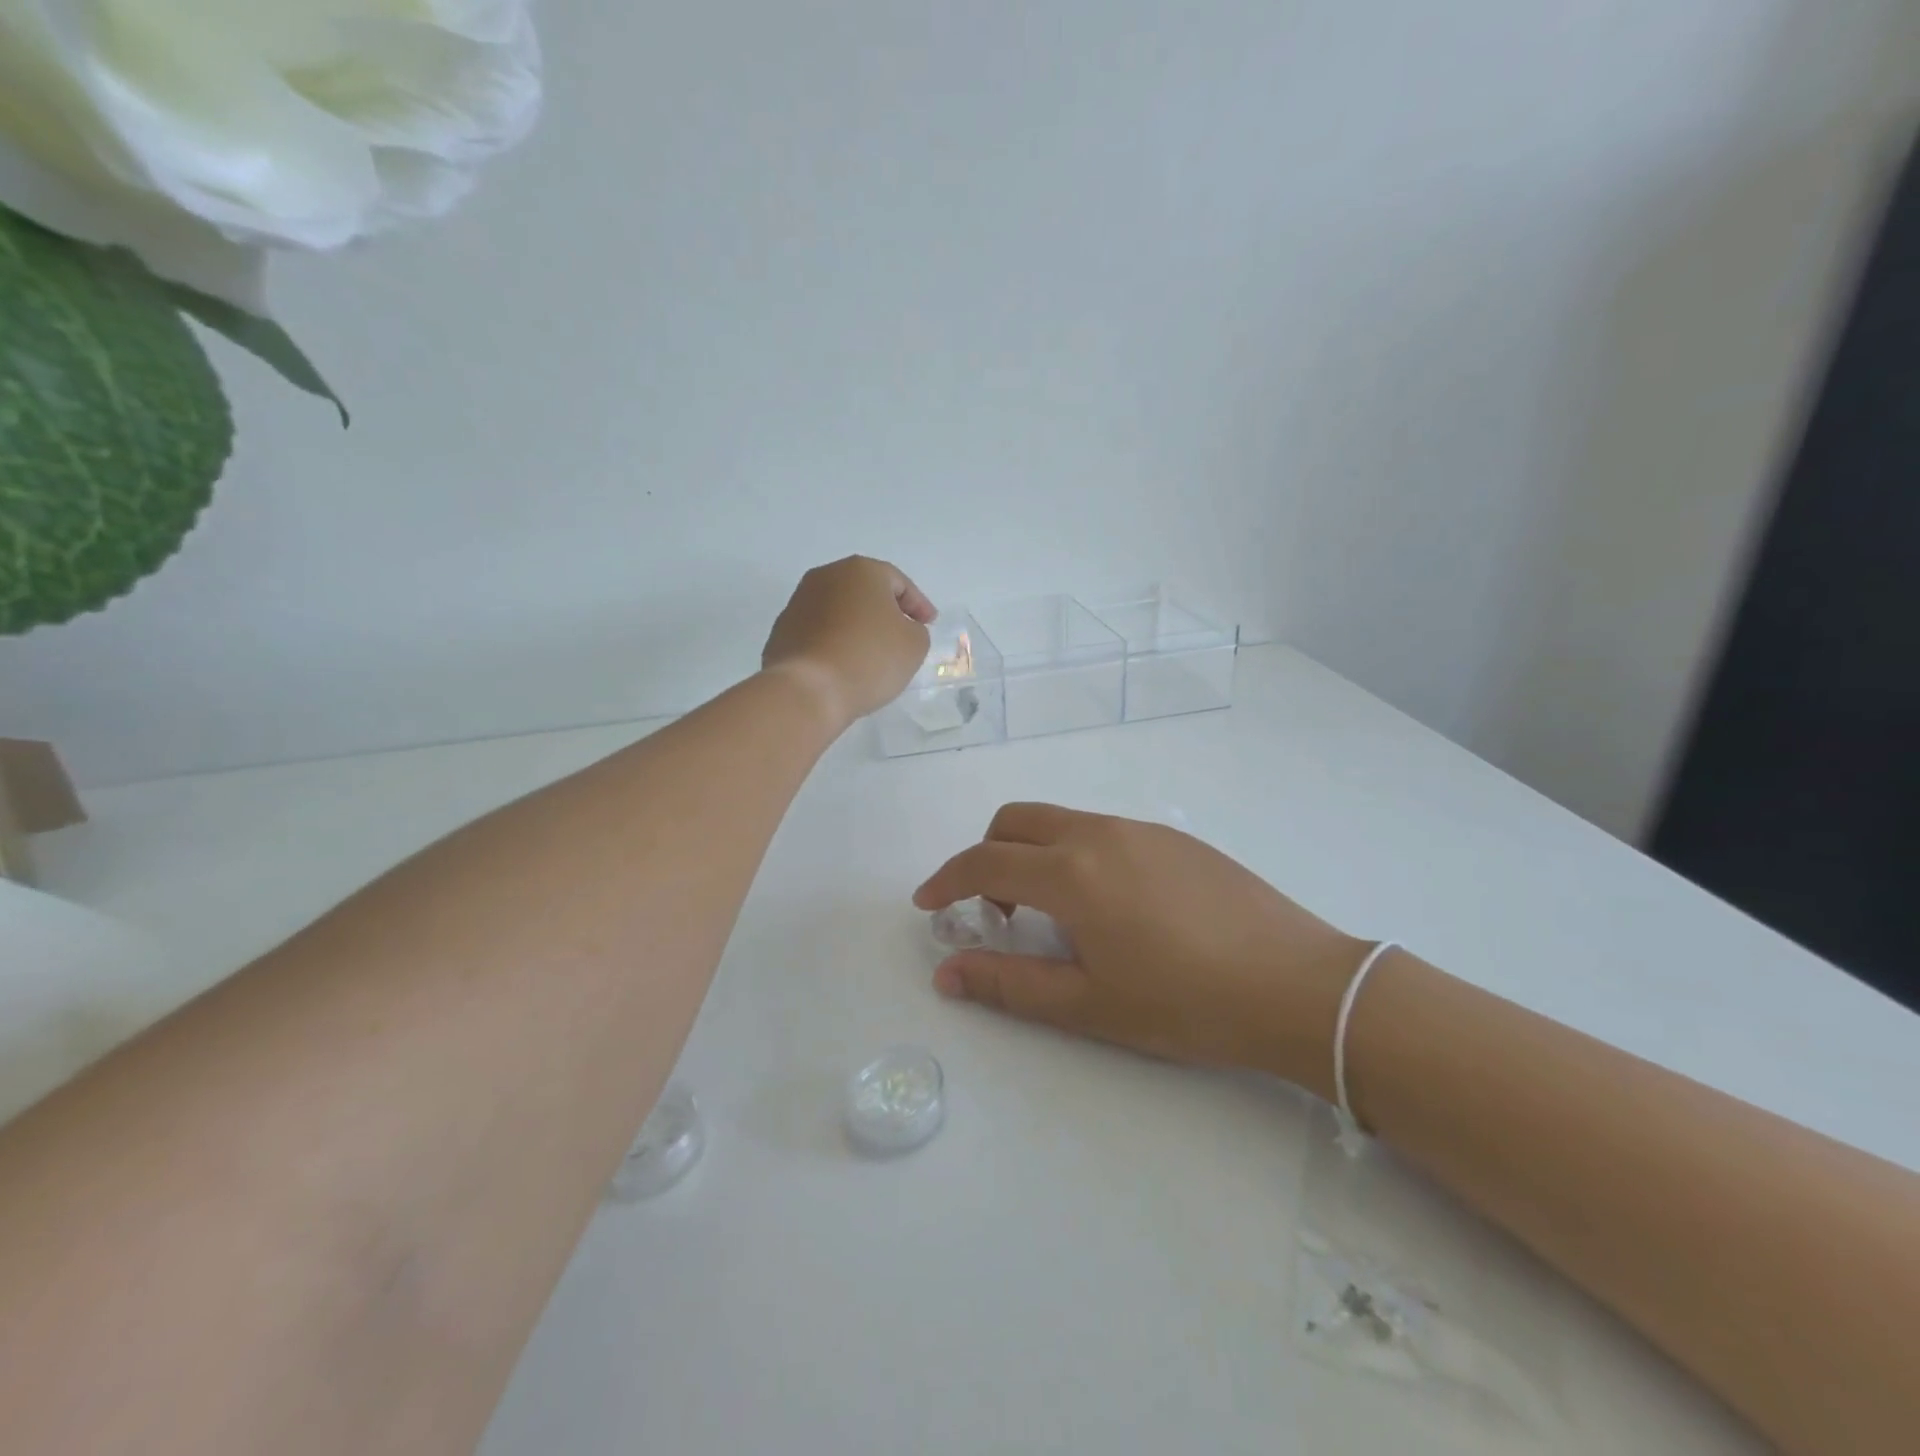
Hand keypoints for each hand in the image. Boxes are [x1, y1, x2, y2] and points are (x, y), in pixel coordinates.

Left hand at [762, 557, 935, 727]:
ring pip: (839, 610)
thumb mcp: (914, 645)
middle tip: (901, 634)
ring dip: (856, 625)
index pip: (899, 583)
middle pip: (864, 591)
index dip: (918, 605)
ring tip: (870, 653)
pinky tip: (843, 665)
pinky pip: (818, 632)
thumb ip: (916, 630)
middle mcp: (825, 576)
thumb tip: (900, 629)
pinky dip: (834, 642)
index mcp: (861, 571)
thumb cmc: (869, 659)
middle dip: (884, 610)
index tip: (929, 624)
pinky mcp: (781, 631)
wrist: (808, 689)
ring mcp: (798, 602)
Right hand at [914, 804, 1366, 1095]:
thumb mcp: (1088, 1004)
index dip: (945, 881)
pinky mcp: (1174, 837)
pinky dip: (1076, 854)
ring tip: (1053, 914)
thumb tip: (945, 973)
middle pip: (1015, 821)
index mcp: (1072, 873)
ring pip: (1060, 822)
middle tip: (994, 911)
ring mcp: (1141, 829)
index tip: (927, 905)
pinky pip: (1102, 831)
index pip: (984, 862)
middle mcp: (1099, 834)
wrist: (1298, 985)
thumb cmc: (1185, 1004)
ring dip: (1033, 854)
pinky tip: (1110, 906)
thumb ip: (1008, 983)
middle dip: (985, 856)